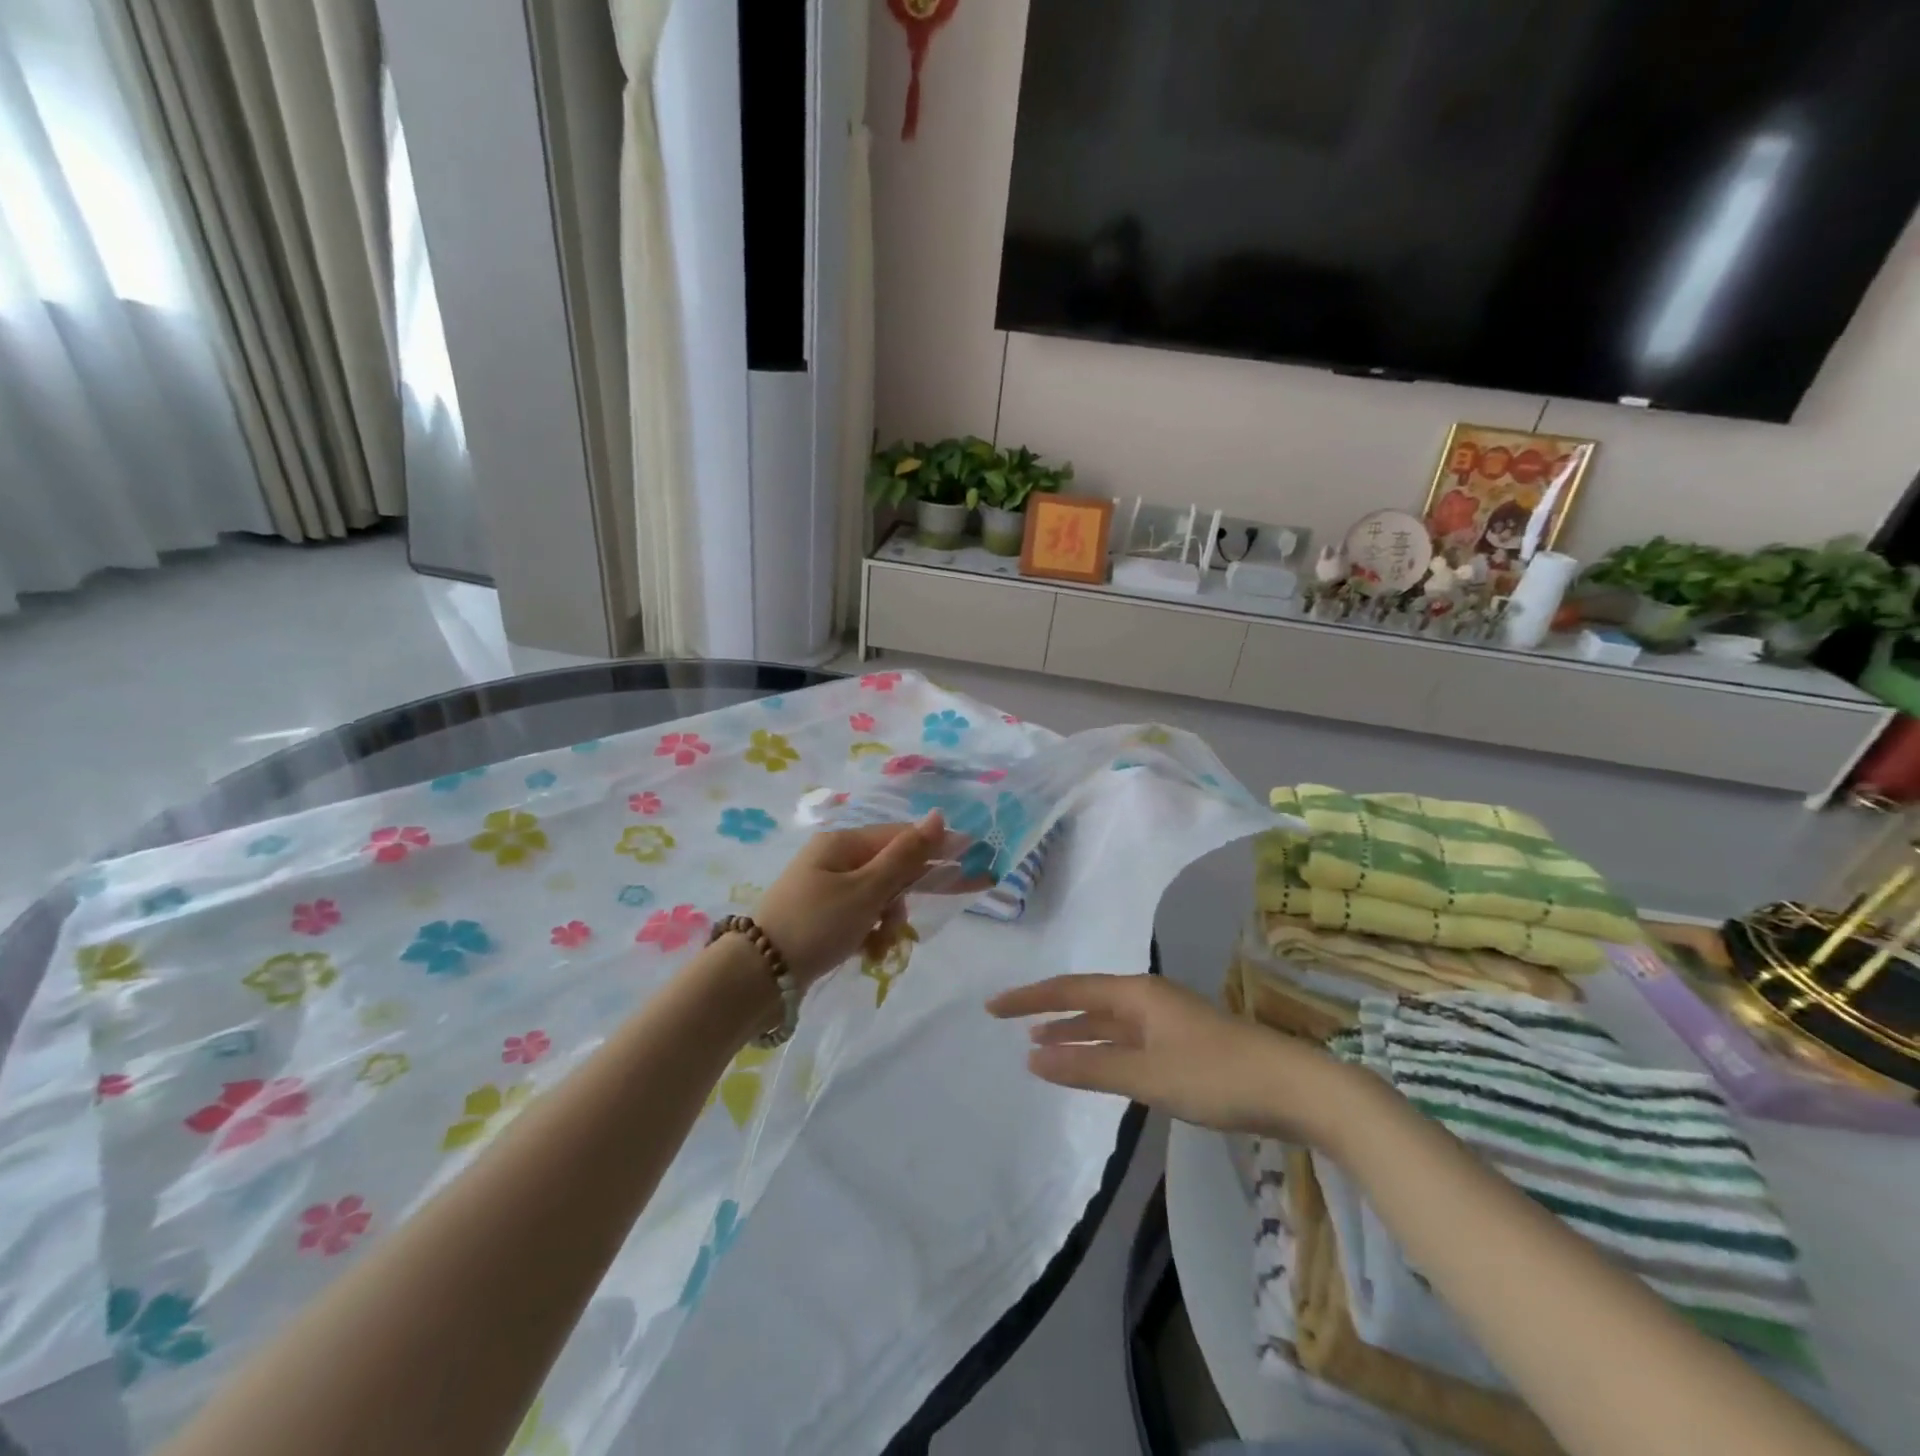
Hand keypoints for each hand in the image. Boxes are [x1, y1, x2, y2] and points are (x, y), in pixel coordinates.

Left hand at [753, 812, 948, 987]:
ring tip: (876, 947)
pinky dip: (868, 933)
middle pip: (890, 869)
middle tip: (901, 927)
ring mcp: (826, 887)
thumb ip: (906, 856)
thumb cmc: (815, 925)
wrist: (756, 976)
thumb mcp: (866, 891)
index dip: (935, 851)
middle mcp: (835, 858)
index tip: (970, 867)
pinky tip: (865, 954)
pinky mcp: (822, 915)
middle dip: (901, 899)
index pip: (901, 837)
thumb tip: (939, 815)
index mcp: (843, 843)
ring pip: (878, 897)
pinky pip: (860, 916)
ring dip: (885, 921)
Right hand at [986, 973, 1349, 1142]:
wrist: (1295, 1087)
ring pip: (1107, 1022)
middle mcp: (1147, 998)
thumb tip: (1033, 1057)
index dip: (1030, 998)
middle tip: (1010, 1024)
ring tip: (1040, 1047)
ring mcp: (1167, 1020)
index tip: (993, 1007)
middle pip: (1086, 1000)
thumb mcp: (1147, 1075)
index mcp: (1137, 993)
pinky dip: (1102, 1049)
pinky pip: (1127, 1040)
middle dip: (1049, 1013)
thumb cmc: (1216, 1075)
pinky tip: (1093, 1064)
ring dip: (1075, 1033)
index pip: (1069, 989)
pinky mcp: (1182, 1044)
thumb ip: (1089, 1067)